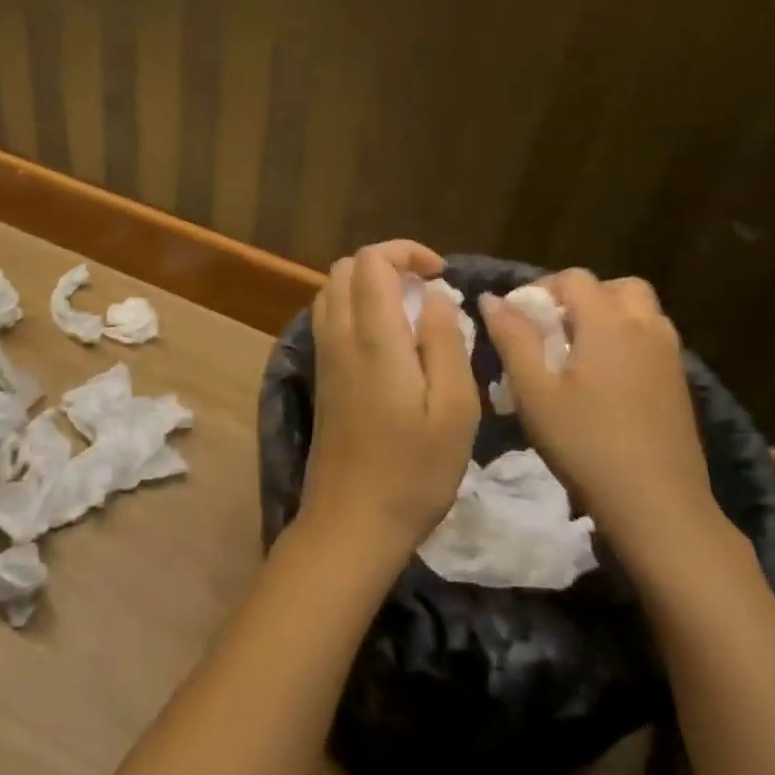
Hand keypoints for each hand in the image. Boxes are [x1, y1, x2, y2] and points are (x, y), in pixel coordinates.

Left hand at [300, 242, 480, 568]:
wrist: (351, 522)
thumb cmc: (413, 471)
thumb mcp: (454, 410)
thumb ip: (445, 342)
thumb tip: (435, 296)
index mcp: (373, 338)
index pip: (371, 261)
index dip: (405, 252)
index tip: (439, 274)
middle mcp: (339, 337)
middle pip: (345, 269)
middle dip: (387, 264)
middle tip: (426, 290)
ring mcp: (323, 358)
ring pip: (331, 292)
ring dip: (368, 286)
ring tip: (409, 312)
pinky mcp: (320, 378)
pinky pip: (328, 319)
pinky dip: (354, 308)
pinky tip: (386, 342)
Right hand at [480, 269, 718, 559]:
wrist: (657, 505)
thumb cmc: (585, 443)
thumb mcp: (534, 391)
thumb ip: (512, 338)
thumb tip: (491, 299)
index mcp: (608, 322)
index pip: (574, 278)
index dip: (541, 288)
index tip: (518, 319)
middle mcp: (645, 328)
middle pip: (616, 287)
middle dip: (581, 297)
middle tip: (552, 328)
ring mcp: (670, 356)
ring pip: (640, 312)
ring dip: (608, 317)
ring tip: (576, 352)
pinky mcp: (680, 383)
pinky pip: (652, 339)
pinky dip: (626, 341)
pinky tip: (603, 381)